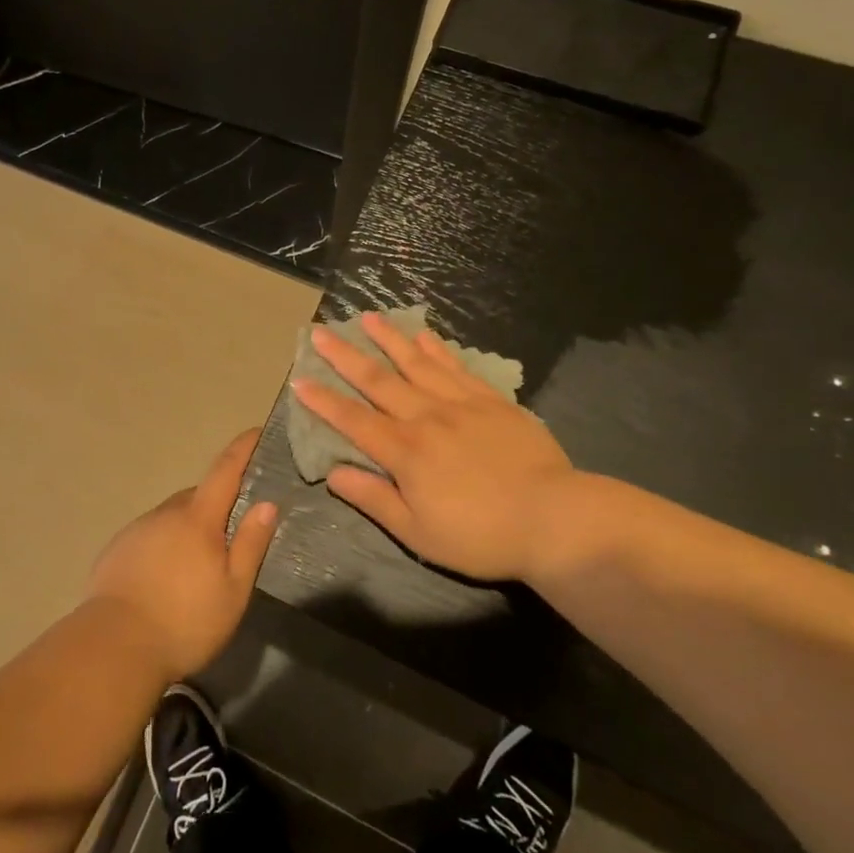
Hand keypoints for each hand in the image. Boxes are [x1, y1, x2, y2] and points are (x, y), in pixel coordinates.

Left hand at [86, 430, 278, 682]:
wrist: (115, 645)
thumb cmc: (185, 621)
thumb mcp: (233, 590)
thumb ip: (250, 544)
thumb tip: (267, 503)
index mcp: (197, 518)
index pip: (224, 470)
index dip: (242, 449)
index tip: (256, 431)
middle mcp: (166, 513)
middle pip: (197, 498)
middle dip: (216, 506)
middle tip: (231, 533)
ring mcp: (137, 529)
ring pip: (171, 518)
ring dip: (187, 529)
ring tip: (196, 567)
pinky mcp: (116, 550)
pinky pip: (149, 537)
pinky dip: (163, 546)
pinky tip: (164, 578)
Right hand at [292, 313, 578, 580]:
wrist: (555, 519)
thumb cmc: (480, 535)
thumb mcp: (418, 533)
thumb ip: (374, 499)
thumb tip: (334, 473)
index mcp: (404, 451)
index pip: (353, 420)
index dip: (323, 401)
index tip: (299, 380)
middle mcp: (425, 418)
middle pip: (378, 381)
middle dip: (344, 356)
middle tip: (319, 332)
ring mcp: (460, 404)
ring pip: (415, 363)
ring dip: (387, 339)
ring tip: (366, 317)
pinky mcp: (491, 401)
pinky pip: (456, 367)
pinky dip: (436, 349)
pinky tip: (423, 336)